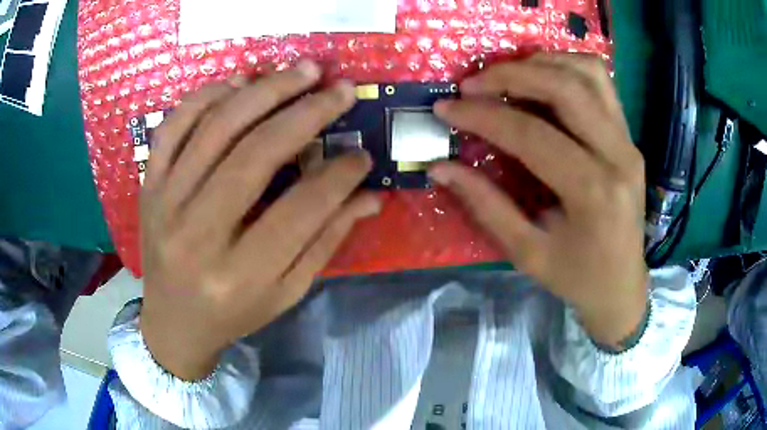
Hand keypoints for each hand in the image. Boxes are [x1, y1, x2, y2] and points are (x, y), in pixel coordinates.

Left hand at [139, 61, 378, 379]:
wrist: (172, 322)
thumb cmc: (232, 314)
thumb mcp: (286, 293)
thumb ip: (325, 241)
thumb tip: (368, 196)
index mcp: (239, 275)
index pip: (301, 209)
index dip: (339, 175)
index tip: (363, 153)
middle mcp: (197, 235)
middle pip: (254, 155)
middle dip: (306, 114)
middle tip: (339, 89)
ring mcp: (165, 204)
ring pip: (214, 129)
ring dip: (262, 91)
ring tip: (300, 71)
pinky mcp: (148, 186)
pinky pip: (172, 127)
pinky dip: (205, 96)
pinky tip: (239, 83)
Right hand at [429, 53, 647, 348]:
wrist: (622, 285)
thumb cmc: (577, 278)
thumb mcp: (527, 253)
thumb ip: (485, 205)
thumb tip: (440, 167)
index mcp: (593, 193)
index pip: (532, 134)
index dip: (482, 116)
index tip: (446, 107)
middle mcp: (618, 155)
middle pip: (565, 87)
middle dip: (511, 75)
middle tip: (472, 84)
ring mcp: (628, 140)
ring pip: (588, 73)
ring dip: (542, 63)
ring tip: (506, 76)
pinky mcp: (629, 136)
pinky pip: (601, 83)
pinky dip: (568, 68)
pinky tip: (543, 80)